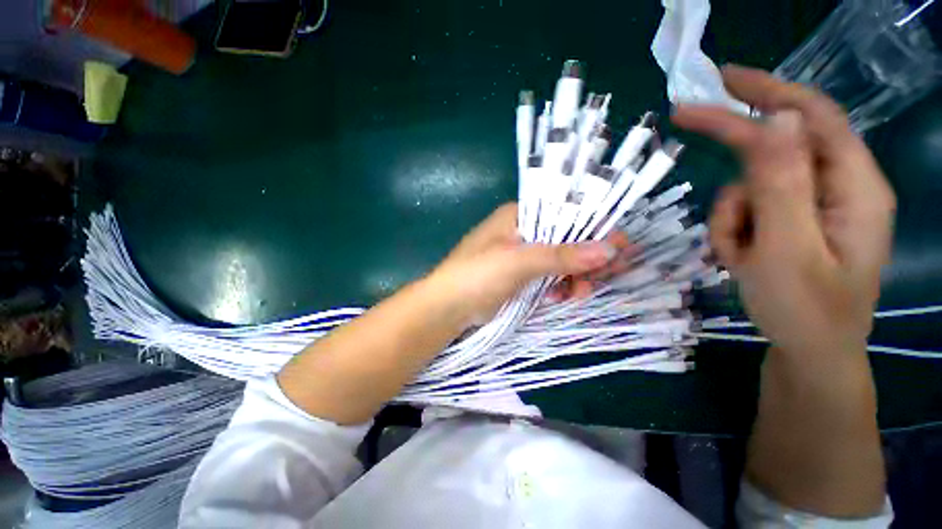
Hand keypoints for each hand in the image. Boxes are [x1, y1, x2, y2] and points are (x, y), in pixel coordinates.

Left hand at [426, 203, 631, 327]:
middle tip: (608, 275)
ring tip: (579, 293)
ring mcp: (521, 255)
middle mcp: (522, 231)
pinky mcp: (520, 276)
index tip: (619, 247)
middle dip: (586, 258)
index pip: (565, 214)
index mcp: (519, 216)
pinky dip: (559, 288)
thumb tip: (608, 249)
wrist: (447, 308)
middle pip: (565, 239)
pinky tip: (561, 298)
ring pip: (560, 261)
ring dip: (574, 277)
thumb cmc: (477, 276)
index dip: (593, 228)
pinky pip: (549, 278)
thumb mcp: (518, 262)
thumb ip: (561, 255)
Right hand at [672, 65, 895, 356]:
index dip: (765, 91)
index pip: (809, 117)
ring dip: (732, 215)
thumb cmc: (803, 310)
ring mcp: (814, 206)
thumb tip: (777, 119)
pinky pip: (751, 209)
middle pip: (779, 144)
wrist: (808, 353)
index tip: (716, 82)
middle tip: (685, 119)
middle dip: (734, 143)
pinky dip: (735, 230)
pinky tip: (741, 258)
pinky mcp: (795, 222)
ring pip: (754, 185)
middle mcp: (838, 186)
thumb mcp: (786, 250)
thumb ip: (782, 184)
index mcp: (853, 187)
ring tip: (738, 254)